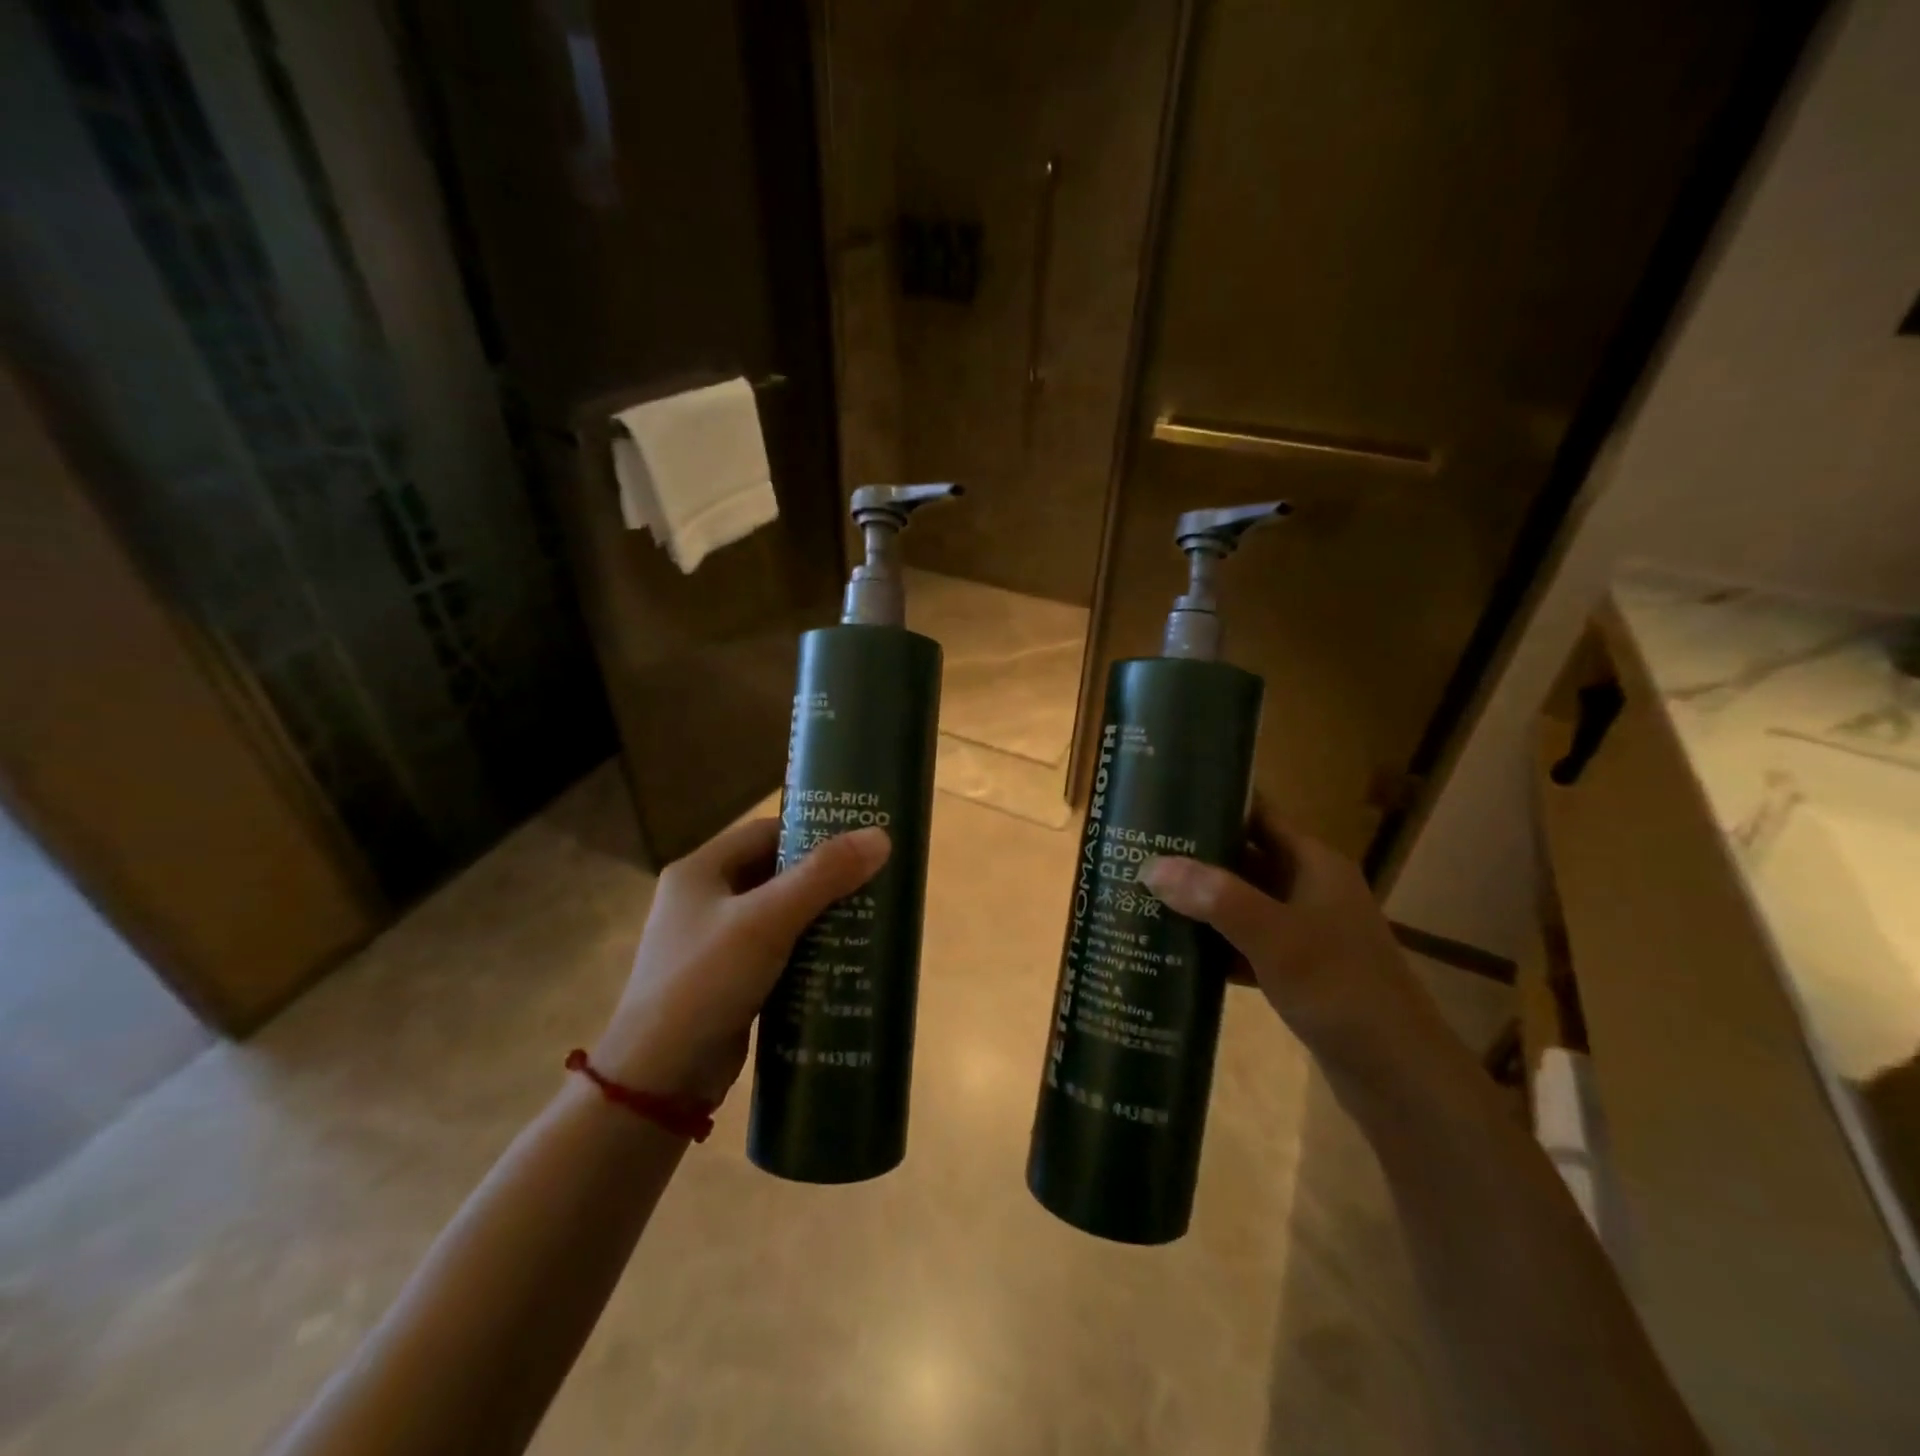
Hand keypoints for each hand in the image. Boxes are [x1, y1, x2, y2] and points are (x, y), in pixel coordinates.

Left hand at [591, 818, 890, 1103]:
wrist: (657, 1079)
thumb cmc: (705, 981)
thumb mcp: (766, 921)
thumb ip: (823, 876)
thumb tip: (881, 836)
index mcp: (700, 871)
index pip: (766, 832)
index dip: (813, 831)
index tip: (860, 841)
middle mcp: (703, 899)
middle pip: (774, 872)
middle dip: (823, 877)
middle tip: (873, 881)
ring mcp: (712, 943)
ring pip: (777, 914)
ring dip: (818, 916)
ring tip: (869, 918)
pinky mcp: (726, 981)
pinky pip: (774, 951)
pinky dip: (805, 951)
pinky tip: (842, 959)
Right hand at [1138, 803, 1446, 1080]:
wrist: (1397, 1074)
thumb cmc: (1341, 989)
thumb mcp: (1276, 937)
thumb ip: (1216, 898)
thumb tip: (1151, 865)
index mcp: (1313, 864)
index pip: (1259, 813)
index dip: (1216, 801)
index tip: (1163, 797)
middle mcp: (1309, 888)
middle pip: (1243, 857)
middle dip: (1194, 855)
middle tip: (1137, 849)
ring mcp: (1303, 930)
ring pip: (1240, 902)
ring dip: (1199, 901)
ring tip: (1142, 894)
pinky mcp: (1296, 969)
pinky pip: (1244, 942)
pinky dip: (1213, 943)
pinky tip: (1172, 950)